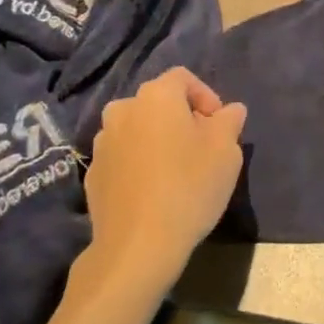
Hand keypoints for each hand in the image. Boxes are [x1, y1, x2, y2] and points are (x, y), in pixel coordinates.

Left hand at [83, 68, 246, 285]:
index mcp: (156, 96)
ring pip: (138, 129)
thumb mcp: (226, 151)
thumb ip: (229, 122)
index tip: (219, 125)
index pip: (183, 78)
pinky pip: (123, 155)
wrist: (138, 245)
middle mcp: (123, 110)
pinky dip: (139, 162)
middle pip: (158, 102)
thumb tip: (230, 110)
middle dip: (181, 117)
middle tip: (202, 146)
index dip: (206, 96)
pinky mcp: (92, 173)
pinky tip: (154, 189)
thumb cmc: (189, 187)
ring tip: (177, 168)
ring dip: (157, 139)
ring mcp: (102, 143)